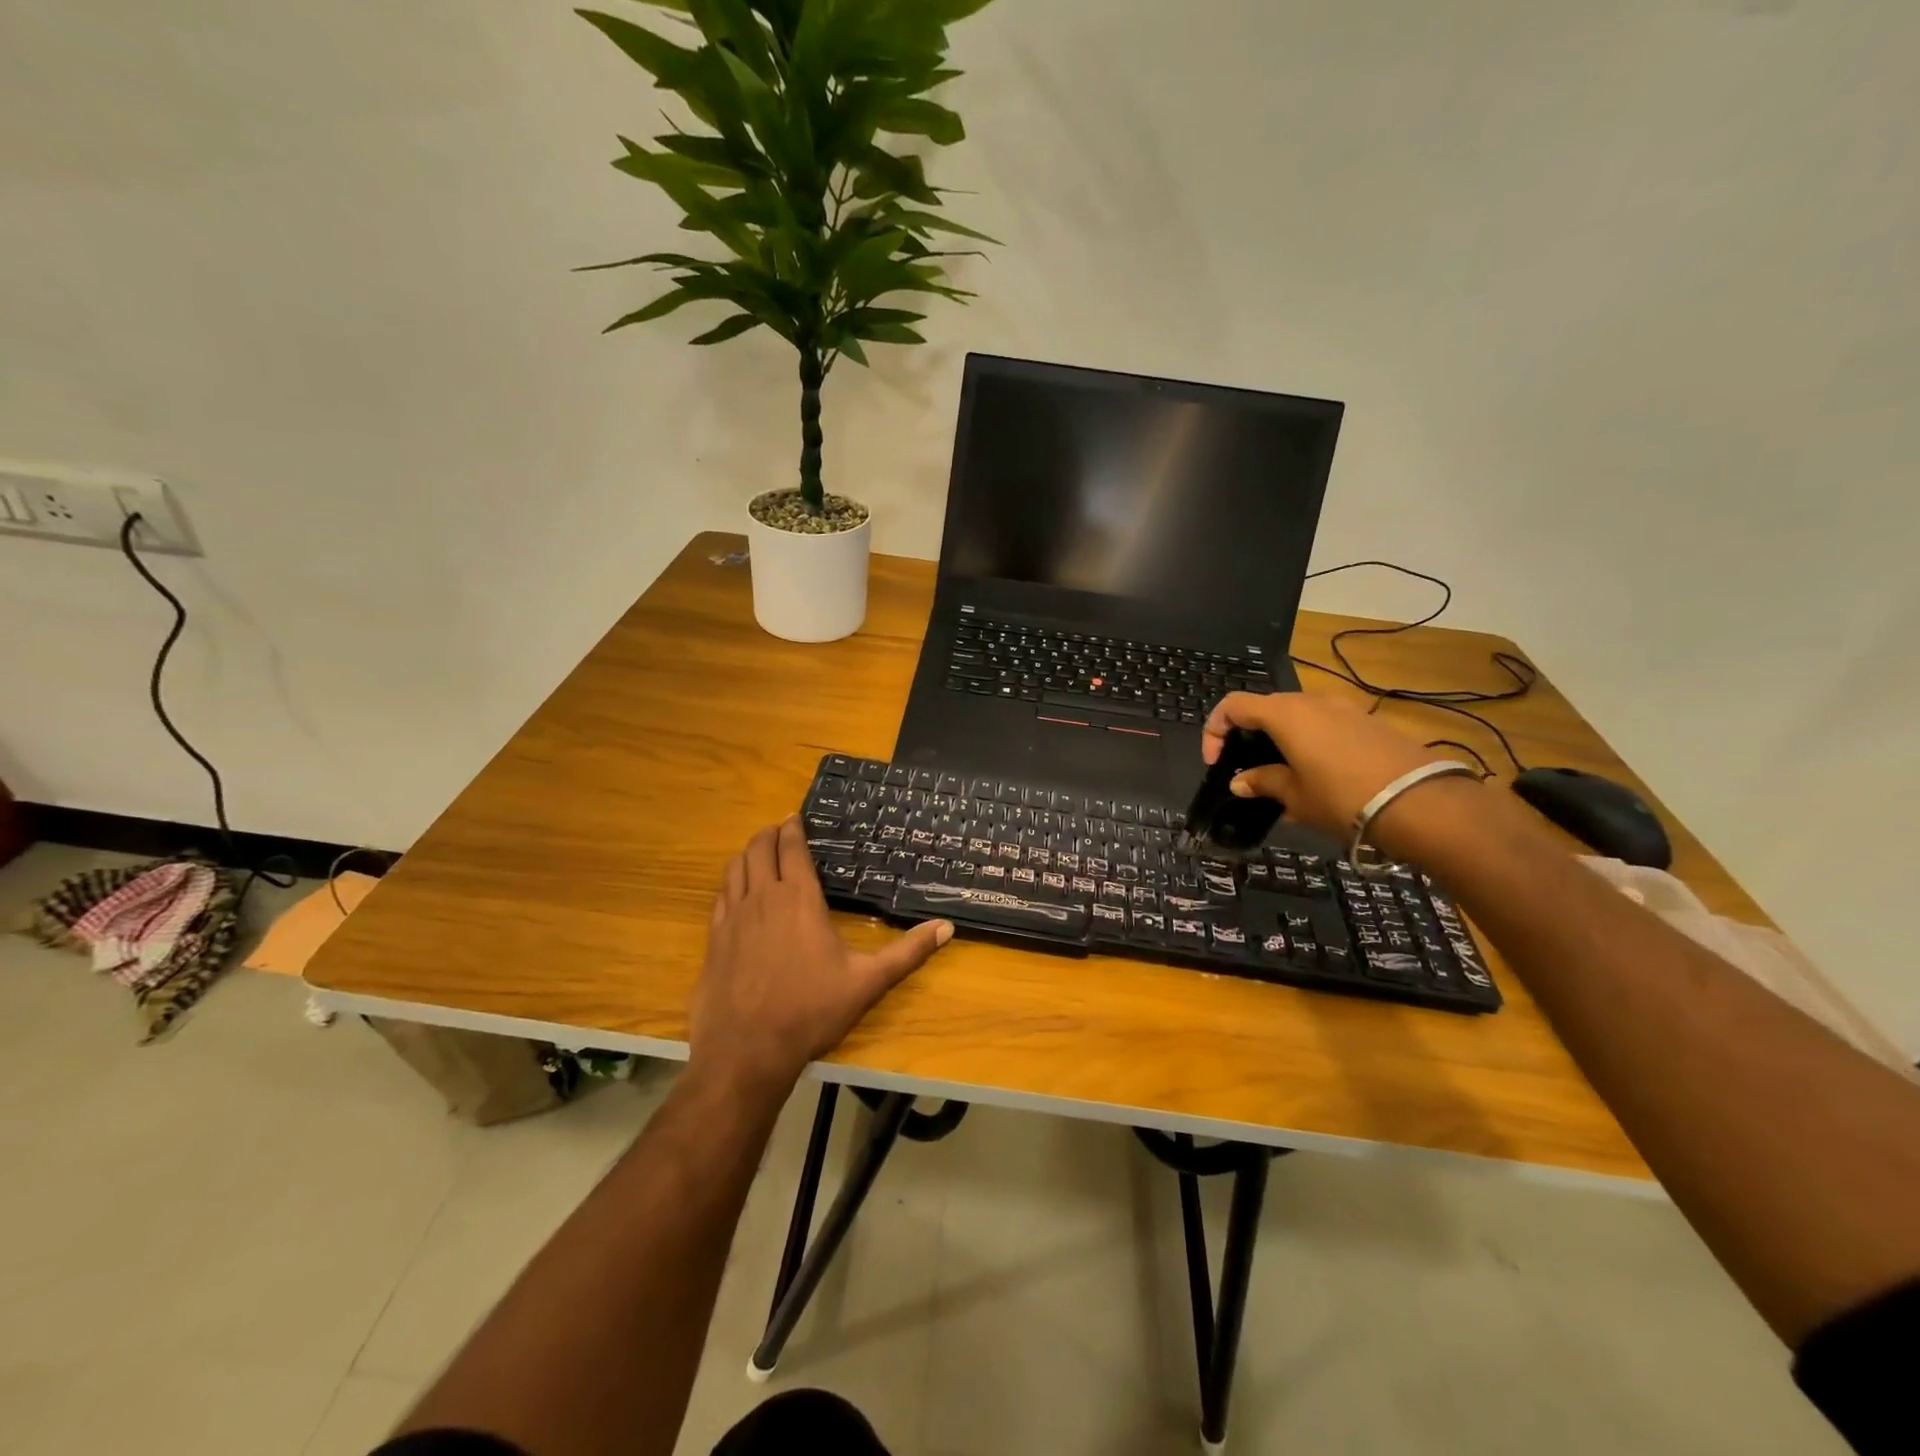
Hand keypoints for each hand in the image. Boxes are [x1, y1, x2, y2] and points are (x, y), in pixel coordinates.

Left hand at [689, 817, 952, 1099]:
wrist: (747, 1050)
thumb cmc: (811, 1010)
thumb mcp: (868, 982)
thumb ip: (908, 953)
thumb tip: (947, 928)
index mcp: (799, 898)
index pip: (791, 848)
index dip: (793, 828)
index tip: (795, 817)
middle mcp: (762, 897)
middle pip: (759, 848)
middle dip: (769, 833)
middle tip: (780, 830)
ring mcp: (732, 917)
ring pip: (735, 867)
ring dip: (748, 853)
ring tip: (759, 853)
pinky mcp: (714, 939)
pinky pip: (720, 896)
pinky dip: (731, 882)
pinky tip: (737, 892)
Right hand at [1201, 692, 1458, 839]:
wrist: (1421, 802)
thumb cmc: (1342, 797)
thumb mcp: (1294, 795)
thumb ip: (1262, 782)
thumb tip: (1240, 781)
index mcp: (1284, 714)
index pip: (1233, 706)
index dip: (1215, 731)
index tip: (1216, 763)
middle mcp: (1312, 701)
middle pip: (1266, 708)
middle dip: (1249, 735)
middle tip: (1248, 770)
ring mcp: (1344, 708)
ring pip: (1298, 716)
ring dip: (1281, 739)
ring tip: (1284, 776)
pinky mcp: (1369, 722)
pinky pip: (1326, 725)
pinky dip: (1310, 742)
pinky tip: (1319, 775)